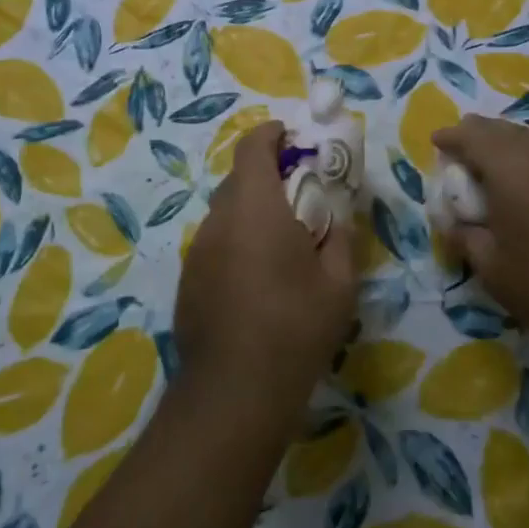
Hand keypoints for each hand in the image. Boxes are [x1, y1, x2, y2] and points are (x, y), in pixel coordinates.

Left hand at [176, 120, 357, 441]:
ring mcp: (198, 251)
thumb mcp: (339, 283)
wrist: (234, 393)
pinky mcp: (188, 281)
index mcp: (255, 206)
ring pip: (226, 213)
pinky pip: (216, 243)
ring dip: (251, 211)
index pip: (253, 146)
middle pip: (239, 178)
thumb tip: (336, 218)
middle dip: (267, 175)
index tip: (293, 137)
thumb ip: (340, 237)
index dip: (272, 134)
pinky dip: (236, 242)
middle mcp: (219, 219)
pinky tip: (256, 279)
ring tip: (281, 242)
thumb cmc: (295, 327)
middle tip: (299, 196)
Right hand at [433, 116, 528, 395]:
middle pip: (504, 129)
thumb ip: (465, 236)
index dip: (452, 137)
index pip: (473, 136)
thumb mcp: (490, 266)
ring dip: (509, 139)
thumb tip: (453, 223)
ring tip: (495, 156)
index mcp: (510, 167)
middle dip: (478, 133)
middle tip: (460, 147)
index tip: (436, 141)